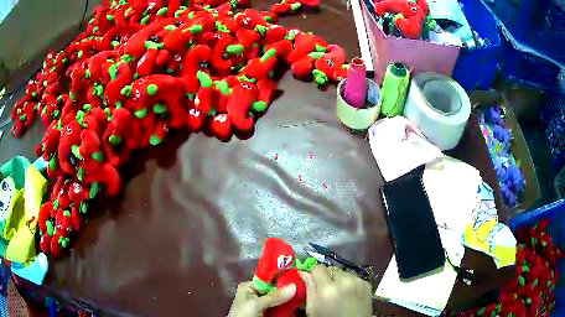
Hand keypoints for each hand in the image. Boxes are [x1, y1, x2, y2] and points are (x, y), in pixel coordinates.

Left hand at [228, 281, 296, 316]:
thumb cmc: (243, 314)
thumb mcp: (256, 304)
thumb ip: (274, 296)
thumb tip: (294, 286)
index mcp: (250, 287)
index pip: (268, 279)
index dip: (281, 278)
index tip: (296, 278)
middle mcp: (257, 294)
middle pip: (276, 290)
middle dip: (287, 291)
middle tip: (301, 289)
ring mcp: (263, 305)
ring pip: (280, 300)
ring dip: (289, 300)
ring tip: (301, 297)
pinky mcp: (269, 314)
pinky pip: (281, 308)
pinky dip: (287, 308)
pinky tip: (296, 306)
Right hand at [299, 266, 372, 316]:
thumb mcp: (313, 308)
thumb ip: (309, 289)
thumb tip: (304, 273)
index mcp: (327, 289)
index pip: (318, 268)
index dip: (315, 274)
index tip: (314, 281)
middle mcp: (344, 282)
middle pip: (332, 269)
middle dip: (328, 277)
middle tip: (326, 289)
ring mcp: (358, 282)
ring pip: (344, 272)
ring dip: (339, 280)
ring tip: (339, 293)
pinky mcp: (367, 284)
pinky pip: (354, 278)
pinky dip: (350, 283)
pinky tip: (349, 295)